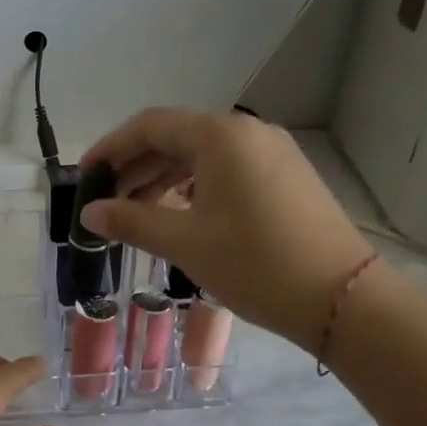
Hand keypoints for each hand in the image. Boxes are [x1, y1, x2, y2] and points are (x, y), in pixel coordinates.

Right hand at [81, 107, 372, 350]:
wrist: (341, 299)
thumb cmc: (255, 264)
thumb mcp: (184, 243)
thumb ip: (131, 221)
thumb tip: (89, 213)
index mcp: (220, 135)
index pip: (150, 126)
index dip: (110, 149)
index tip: (84, 177)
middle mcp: (248, 132)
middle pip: (176, 137)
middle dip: (135, 168)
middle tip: (105, 203)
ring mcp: (272, 153)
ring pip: (201, 156)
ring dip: (162, 180)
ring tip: (135, 213)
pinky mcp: (285, 177)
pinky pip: (226, 170)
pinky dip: (193, 187)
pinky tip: (178, 215)